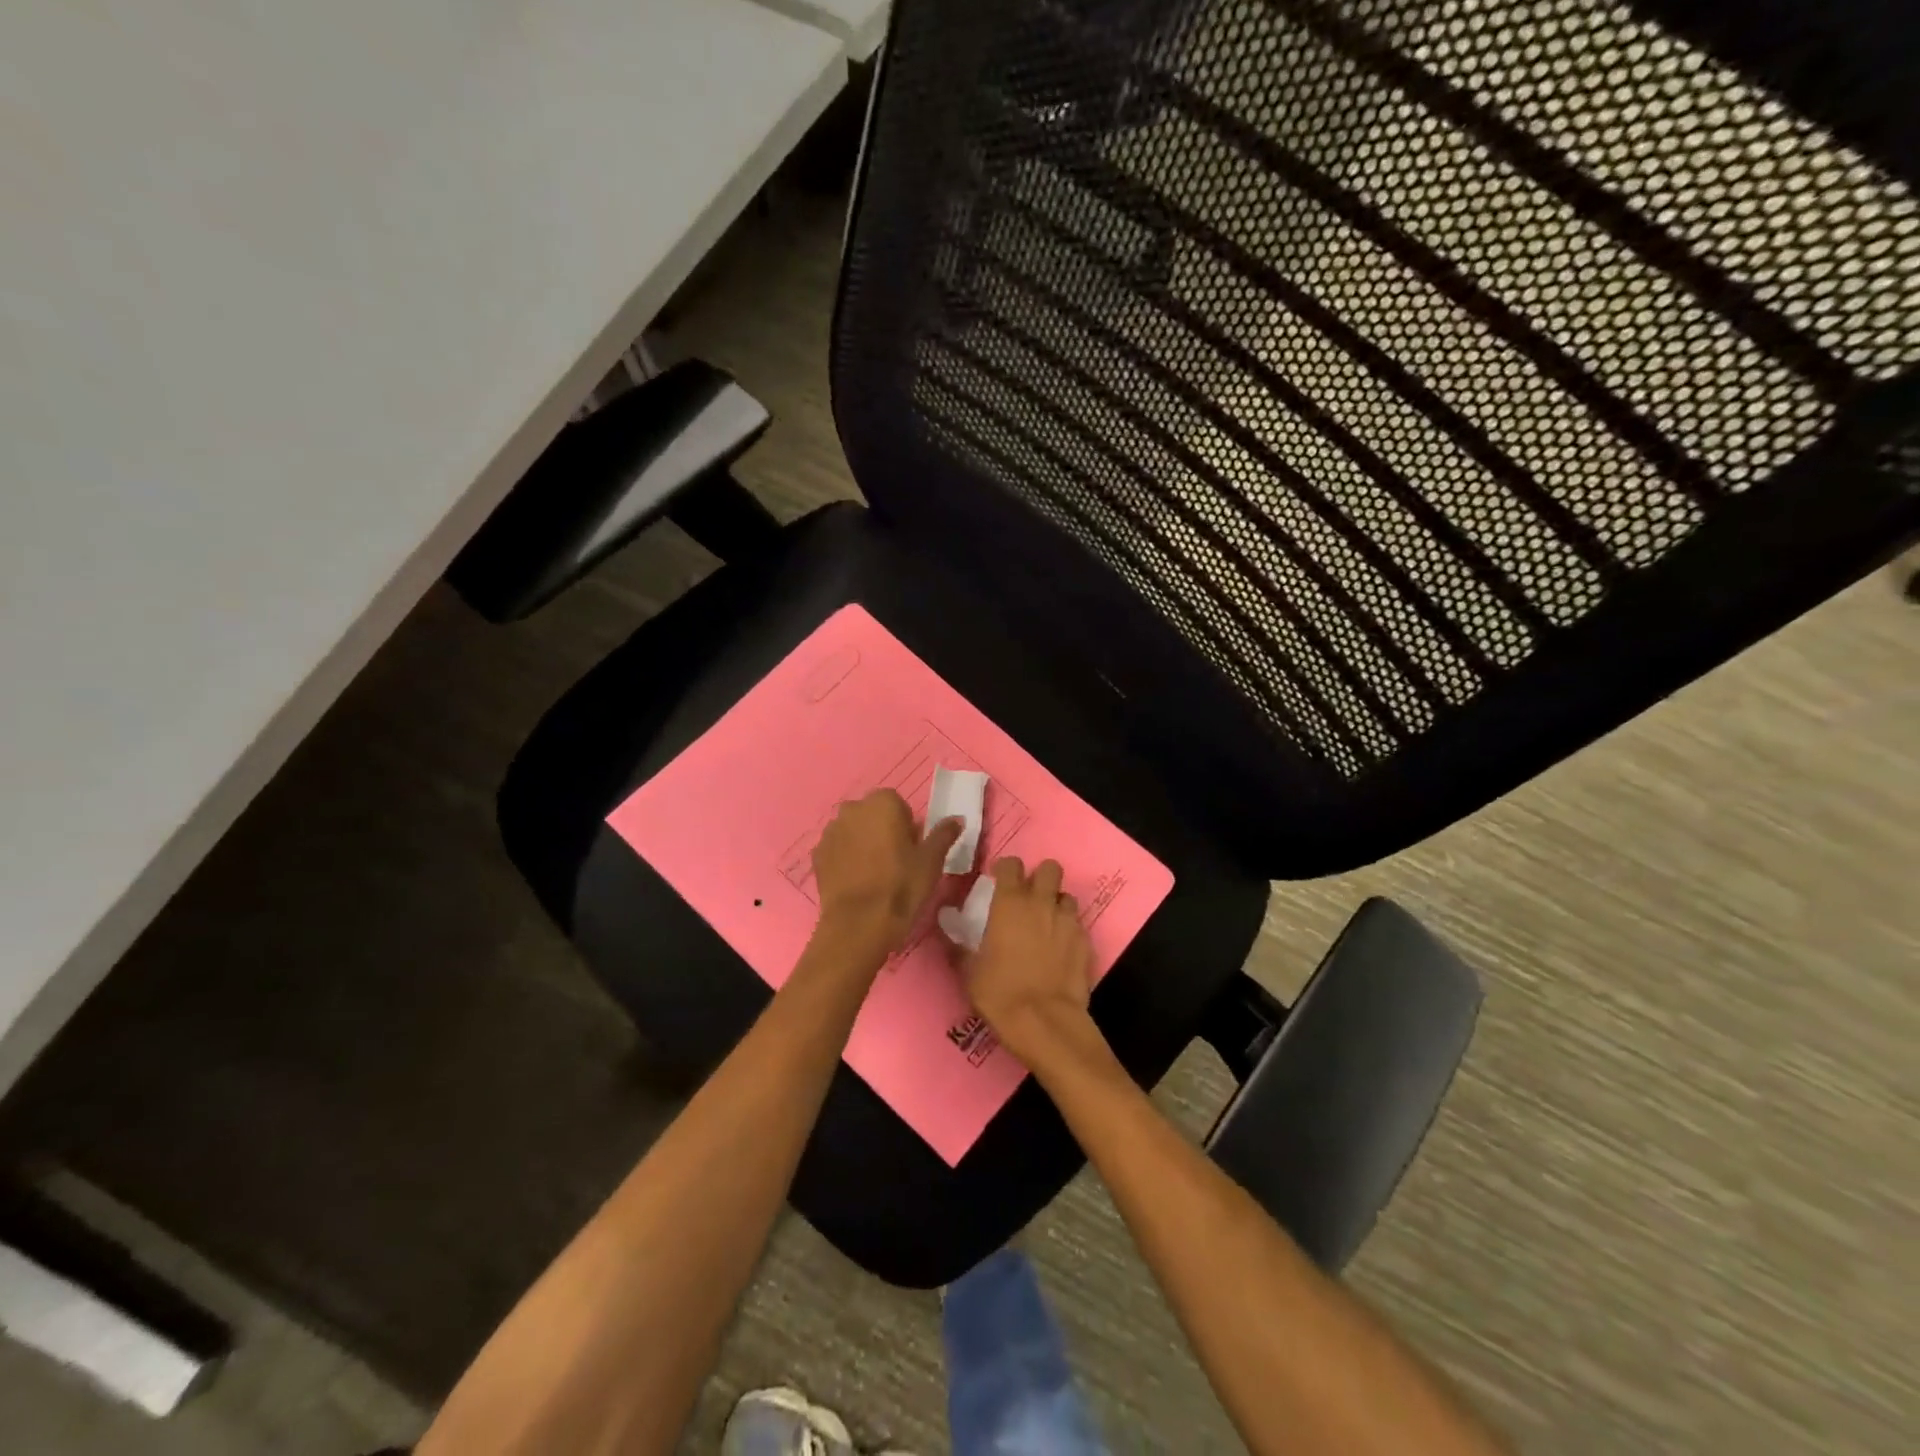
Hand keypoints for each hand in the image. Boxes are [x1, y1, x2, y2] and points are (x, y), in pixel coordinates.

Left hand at [812, 790, 961, 958]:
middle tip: (896, 861)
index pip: (897, 804)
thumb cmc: (901, 886)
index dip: (906, 826)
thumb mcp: (931, 861)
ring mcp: (830, 831)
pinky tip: (856, 882)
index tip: (912, 849)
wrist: (858, 925)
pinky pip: (837, 849)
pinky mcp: (817, 855)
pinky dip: (845, 859)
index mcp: (882, 802)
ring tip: (875, 873)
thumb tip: (958, 819)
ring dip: (862, 843)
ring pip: (852, 831)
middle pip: (872, 814)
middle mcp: (852, 809)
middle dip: (882, 830)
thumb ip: (944, 834)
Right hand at [964, 856, 1094, 1063]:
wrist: (1045, 1022)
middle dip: (1041, 878)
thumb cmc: (1000, 992)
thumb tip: (945, 925)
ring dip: (1057, 905)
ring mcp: (1068, 921)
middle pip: (1050, 868)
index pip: (1012, 864)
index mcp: (1010, 903)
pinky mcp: (1087, 942)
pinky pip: (1078, 925)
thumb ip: (958, 944)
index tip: (1000, 881)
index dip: (1006, 870)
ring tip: (1047, 925)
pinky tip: (1061, 951)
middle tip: (1030, 898)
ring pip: (1067, 897)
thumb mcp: (969, 971)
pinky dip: (1070, 931)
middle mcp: (1042, 903)